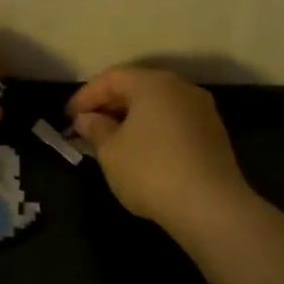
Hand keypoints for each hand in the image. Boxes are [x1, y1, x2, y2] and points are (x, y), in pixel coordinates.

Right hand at [67, 67, 251, 229]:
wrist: (210, 206)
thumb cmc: (150, 171)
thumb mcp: (111, 151)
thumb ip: (95, 129)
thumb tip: (86, 119)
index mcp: (153, 84)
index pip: (112, 78)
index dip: (86, 95)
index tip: (68, 117)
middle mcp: (181, 88)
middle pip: (138, 87)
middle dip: (110, 105)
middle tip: (87, 126)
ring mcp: (202, 110)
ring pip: (158, 105)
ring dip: (132, 118)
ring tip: (112, 140)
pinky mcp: (214, 134)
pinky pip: (174, 122)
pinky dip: (153, 130)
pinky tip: (142, 152)